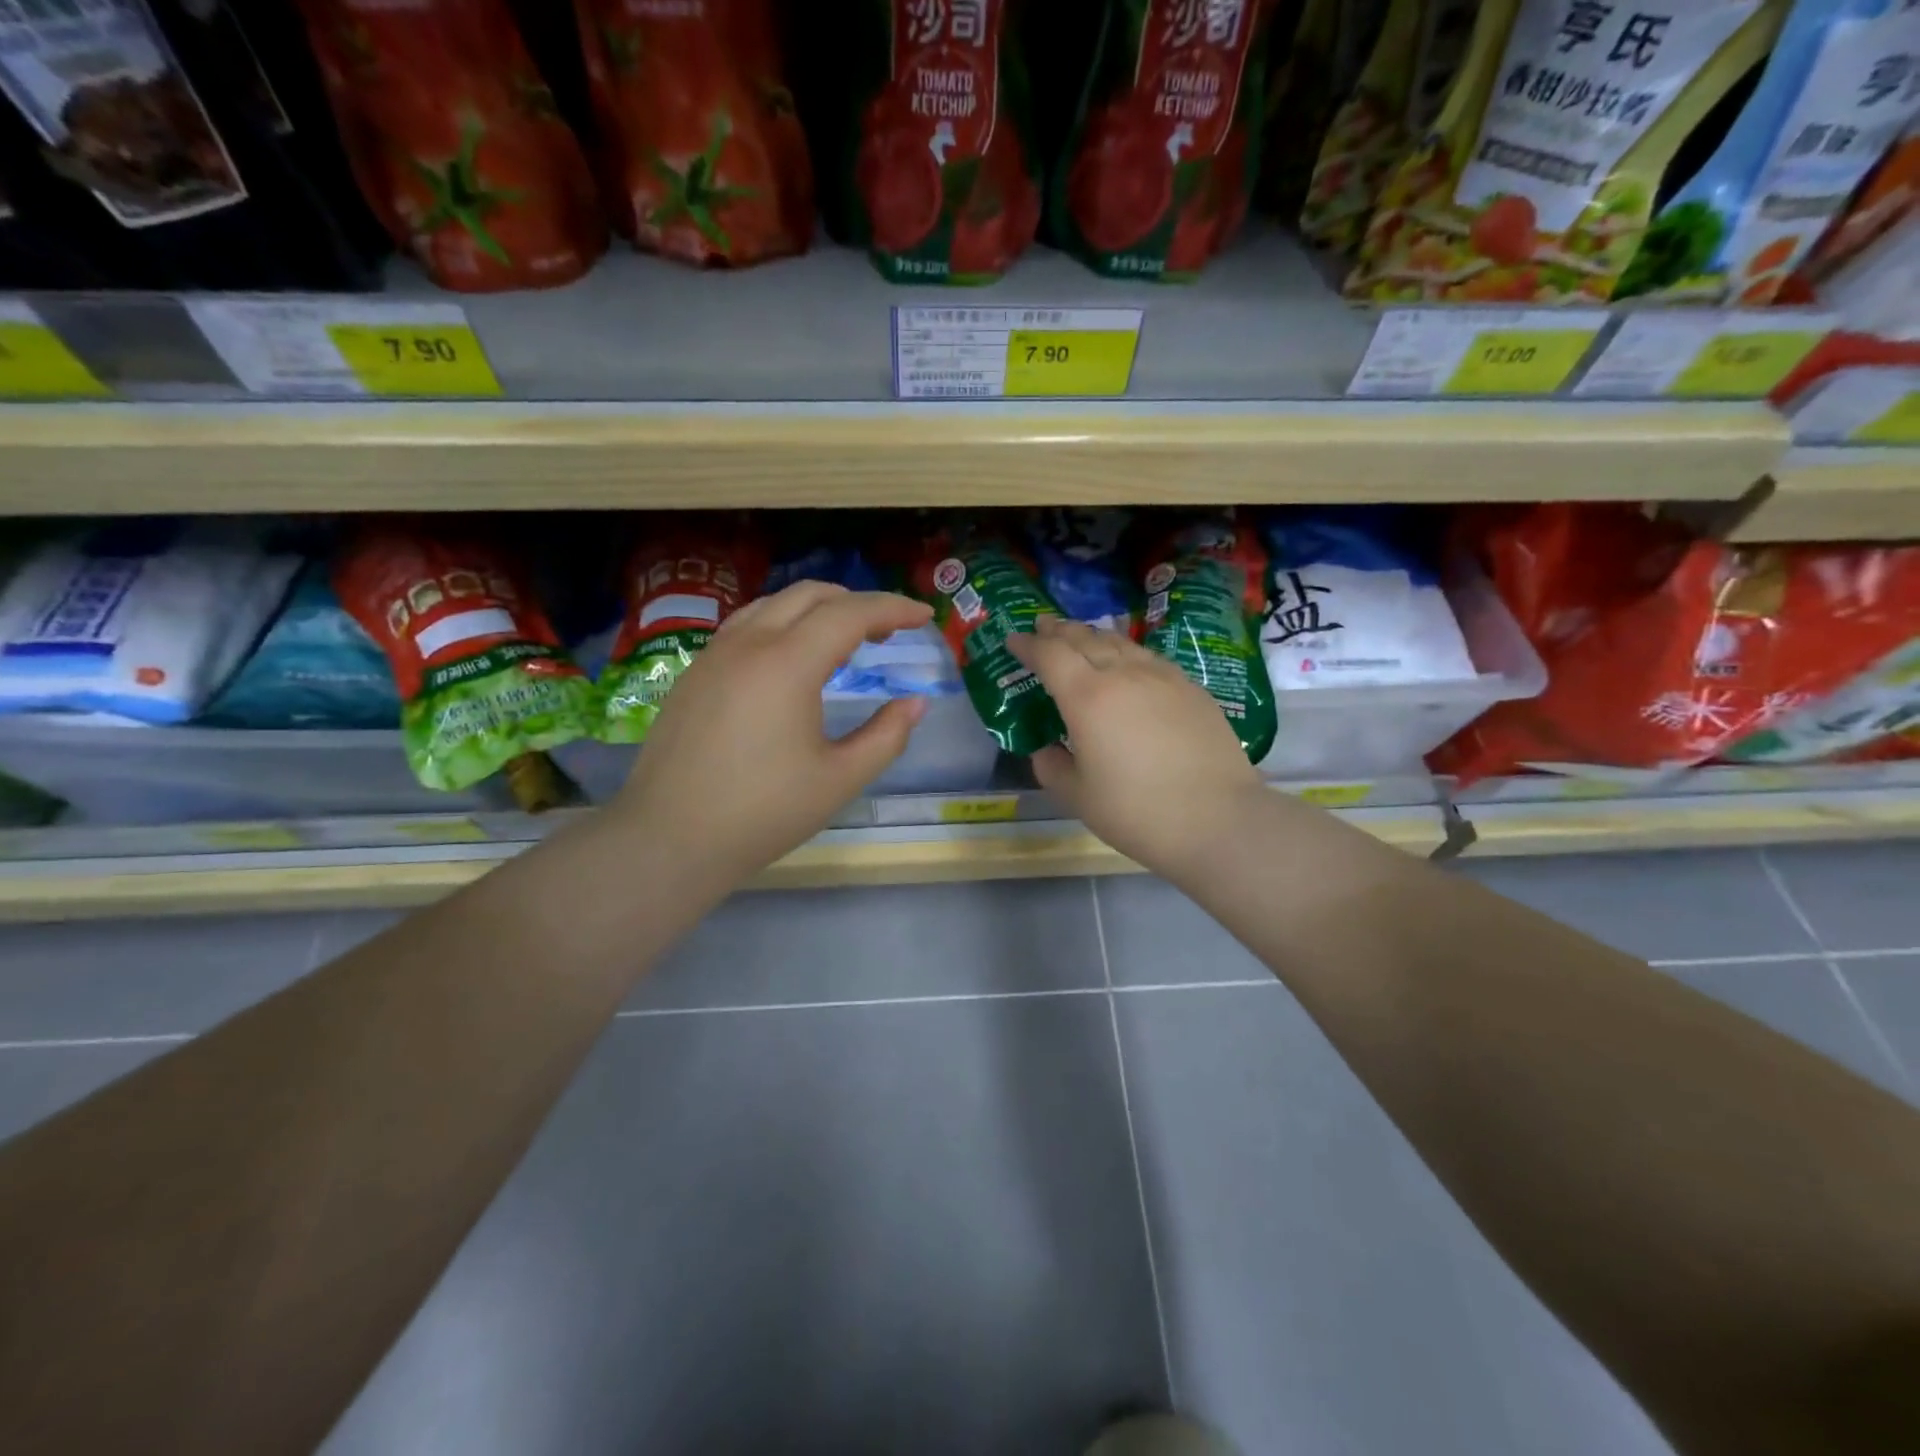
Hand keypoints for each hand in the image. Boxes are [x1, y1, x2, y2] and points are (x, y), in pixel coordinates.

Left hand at [612, 582, 932, 893]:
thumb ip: (887, 736)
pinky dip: (782, 625)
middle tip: (888, 631)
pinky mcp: (694, 673)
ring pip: (772, 605)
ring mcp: (714, 655)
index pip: (850, 614)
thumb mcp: (840, 780)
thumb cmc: (763, 813)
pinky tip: (791, 661)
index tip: (924, 615)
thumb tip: (915, 704)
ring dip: (816, 610)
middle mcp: (748, 643)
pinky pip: (746, 626)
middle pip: (810, 595)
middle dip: (856, 602)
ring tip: (843, 641)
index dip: (893, 608)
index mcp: (788, 664)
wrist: (669, 838)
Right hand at [1007, 616, 1264, 880]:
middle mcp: (1123, 675)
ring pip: (1121, 643)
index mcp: (1087, 697)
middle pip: (1085, 639)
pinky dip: (1127, 652)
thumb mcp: (1078, 797)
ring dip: (1094, 636)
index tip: (1014, 639)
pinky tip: (1128, 663)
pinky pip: (1149, 658)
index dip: (1029, 645)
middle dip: (1059, 631)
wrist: (1218, 819)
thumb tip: (1047, 749)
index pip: (1050, 656)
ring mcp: (1163, 678)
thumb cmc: (1137, 811)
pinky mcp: (1191, 689)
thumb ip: (1052, 767)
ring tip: (1081, 637)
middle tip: (1043, 627)